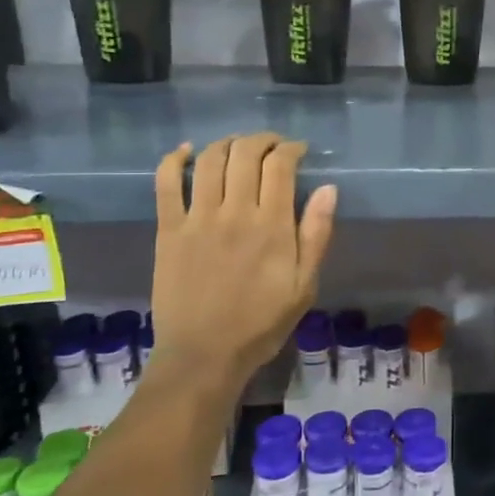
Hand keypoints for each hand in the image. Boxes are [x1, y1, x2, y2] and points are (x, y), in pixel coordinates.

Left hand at [150, 134, 336, 384]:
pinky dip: (174, 159)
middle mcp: (234, 212)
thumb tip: (328, 189)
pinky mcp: (168, 229)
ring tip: (238, 148)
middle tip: (271, 146)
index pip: (280, 166)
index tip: (298, 151)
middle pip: (245, 153)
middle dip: (262, 140)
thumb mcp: (305, 285)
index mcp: (272, 226)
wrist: (204, 355)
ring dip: (226, 143)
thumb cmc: (262, 323)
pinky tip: (186, 152)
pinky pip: (166, 183)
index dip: (291, 149)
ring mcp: (197, 219)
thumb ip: (316, 235)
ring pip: (209, 160)